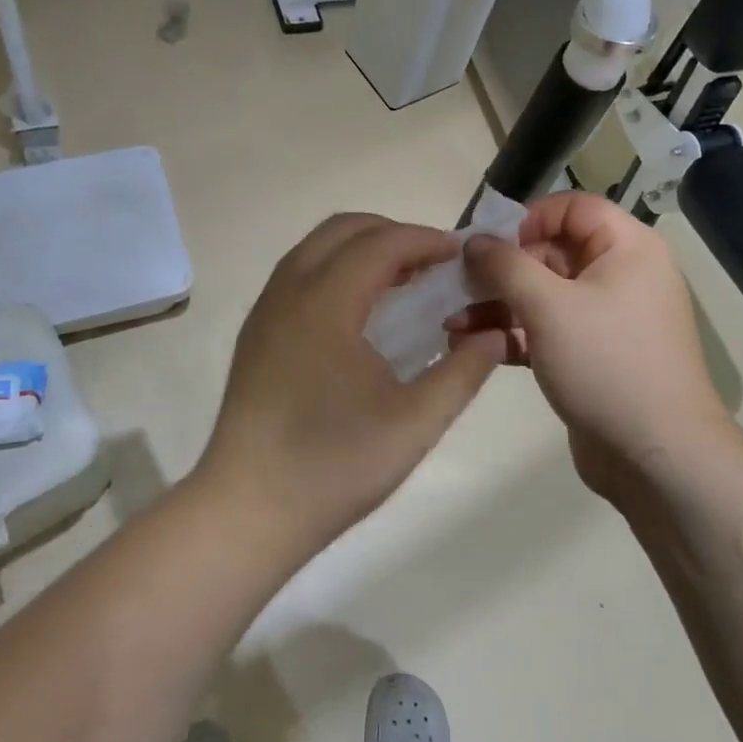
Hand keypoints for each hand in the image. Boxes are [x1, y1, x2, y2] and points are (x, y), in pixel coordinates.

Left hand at [197, 214, 504, 553]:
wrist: (246, 512)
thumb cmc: (334, 466)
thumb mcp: (416, 423)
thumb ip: (463, 372)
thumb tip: (496, 334)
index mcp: (325, 303)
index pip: (380, 244)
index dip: (425, 240)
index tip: (461, 254)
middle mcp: (288, 292)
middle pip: (343, 229)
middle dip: (392, 233)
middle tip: (433, 263)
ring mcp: (265, 311)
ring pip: (315, 248)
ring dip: (362, 248)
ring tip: (402, 281)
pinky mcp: (255, 334)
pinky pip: (299, 274)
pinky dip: (336, 269)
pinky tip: (361, 312)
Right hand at [447, 193, 738, 498]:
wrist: (657, 457)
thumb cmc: (607, 363)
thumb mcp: (549, 306)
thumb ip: (505, 265)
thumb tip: (474, 241)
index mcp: (627, 248)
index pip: (573, 208)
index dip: (529, 218)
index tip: (490, 245)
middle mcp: (621, 275)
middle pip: (552, 251)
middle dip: (501, 269)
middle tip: (458, 285)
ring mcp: (606, 318)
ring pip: (544, 294)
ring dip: (498, 304)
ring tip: (452, 321)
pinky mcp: (591, 355)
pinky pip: (547, 329)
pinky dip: (513, 333)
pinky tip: (471, 343)